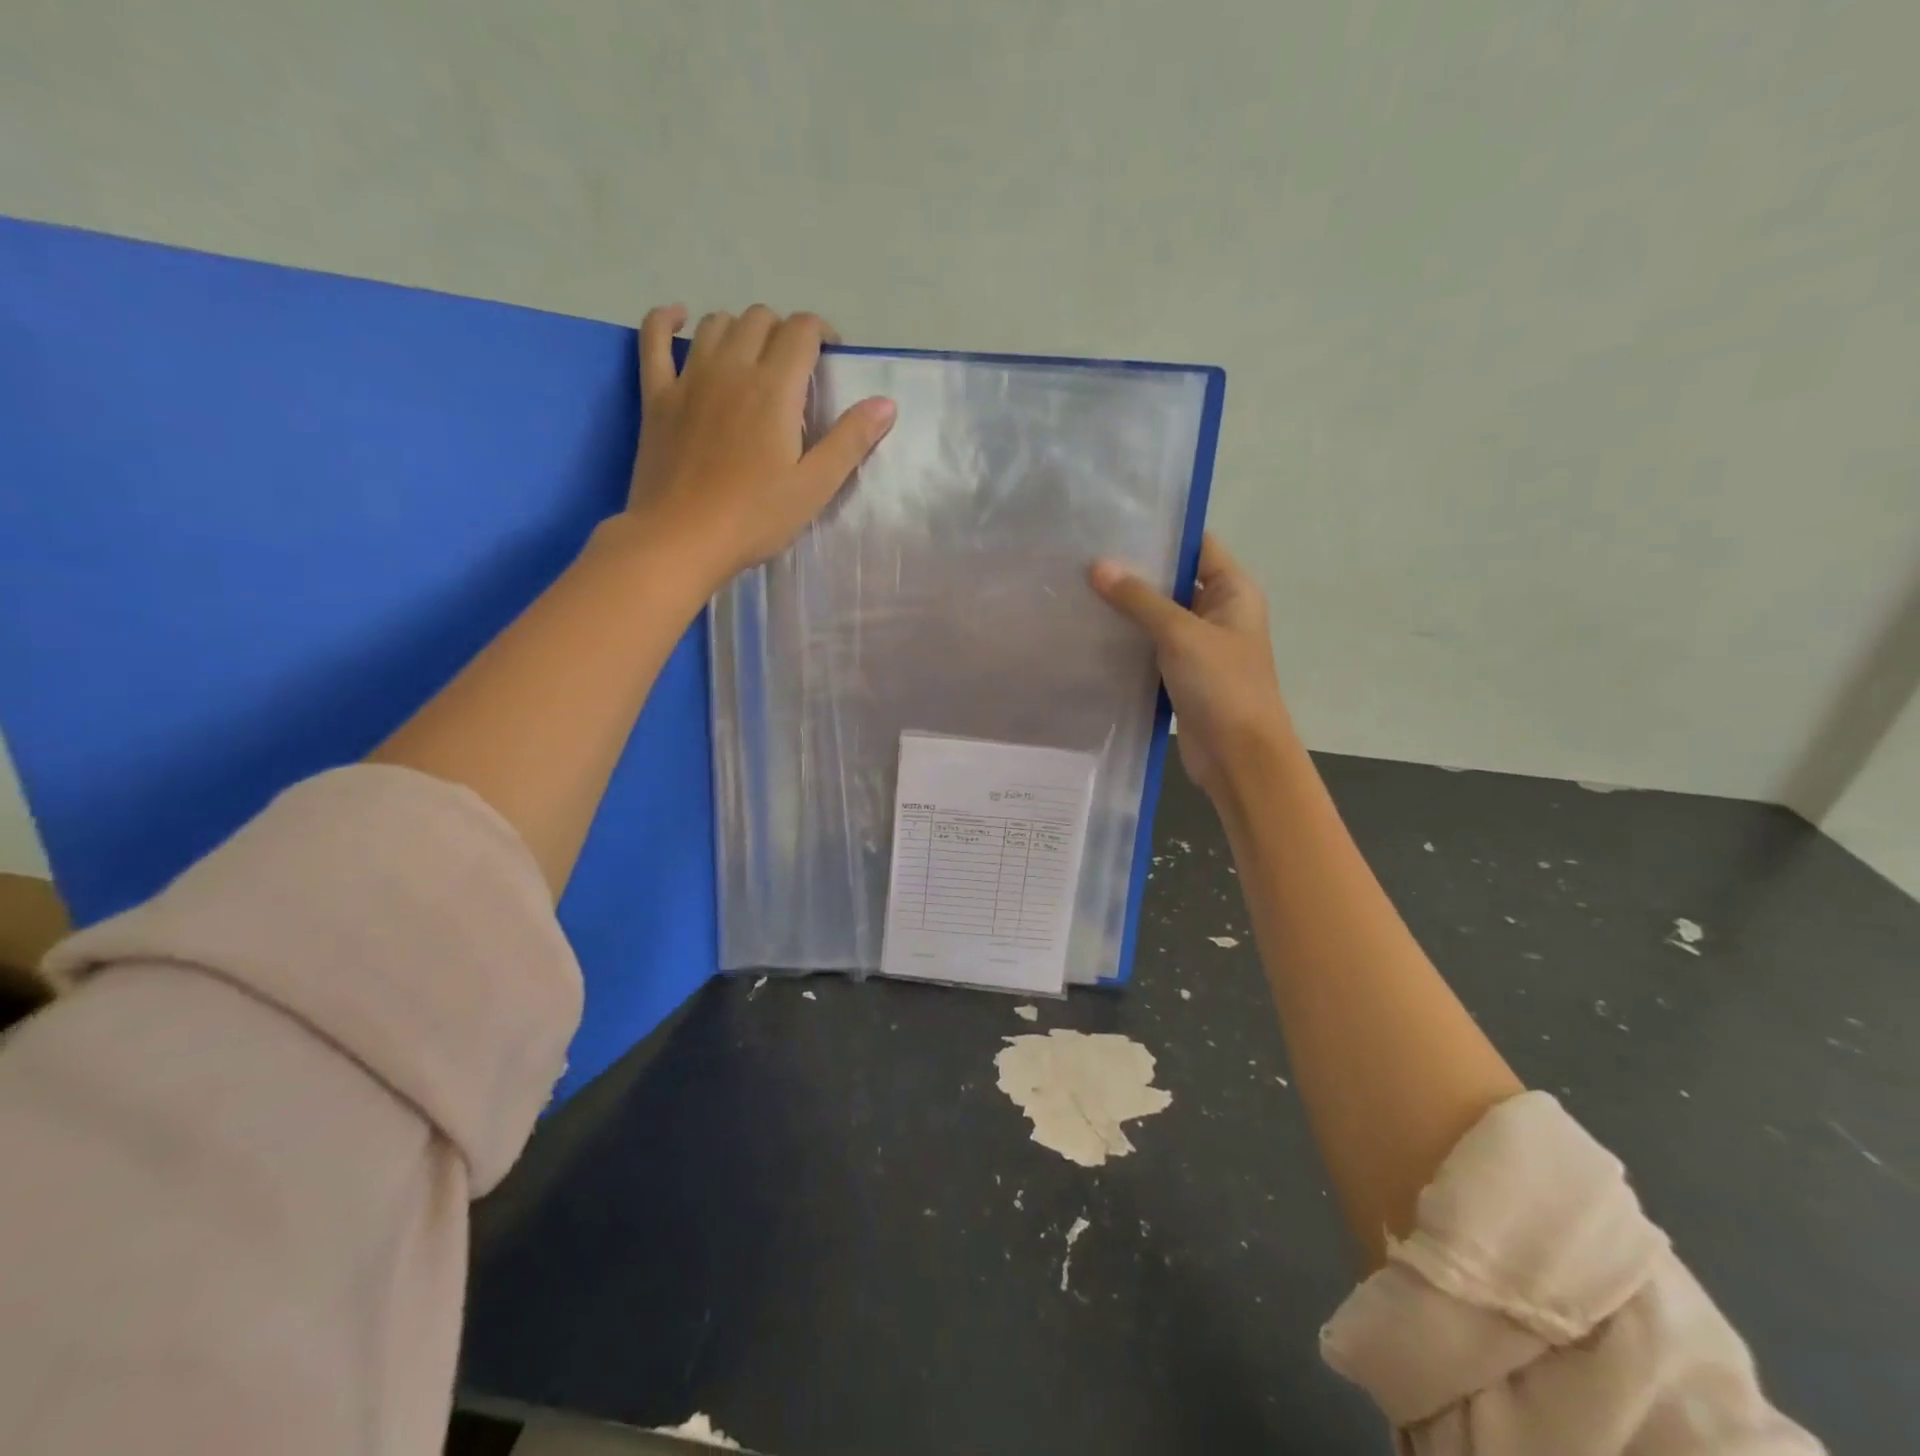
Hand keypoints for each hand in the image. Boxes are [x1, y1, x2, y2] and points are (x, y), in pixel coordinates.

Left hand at [625, 304, 895, 583]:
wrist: (681, 539)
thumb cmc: (755, 518)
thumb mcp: (814, 486)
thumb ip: (850, 440)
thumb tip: (886, 402)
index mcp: (774, 388)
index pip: (802, 331)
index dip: (821, 333)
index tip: (831, 357)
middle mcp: (731, 368)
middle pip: (760, 319)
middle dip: (784, 331)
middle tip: (796, 368)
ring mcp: (689, 378)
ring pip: (716, 323)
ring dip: (740, 328)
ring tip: (753, 357)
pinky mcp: (657, 396)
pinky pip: (654, 339)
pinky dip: (666, 319)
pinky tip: (678, 318)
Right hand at [1090, 533, 1293, 797]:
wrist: (1238, 756)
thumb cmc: (1222, 685)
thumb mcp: (1180, 634)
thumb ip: (1140, 599)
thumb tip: (1098, 566)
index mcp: (1233, 591)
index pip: (1197, 546)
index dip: (1161, 534)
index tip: (1114, 526)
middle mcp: (1218, 612)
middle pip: (1174, 581)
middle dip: (1135, 573)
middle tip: (1084, 558)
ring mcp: (1199, 645)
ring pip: (1158, 617)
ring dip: (1126, 609)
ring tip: (1079, 590)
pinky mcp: (1181, 674)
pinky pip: (1150, 648)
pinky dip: (1127, 641)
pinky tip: (1091, 632)